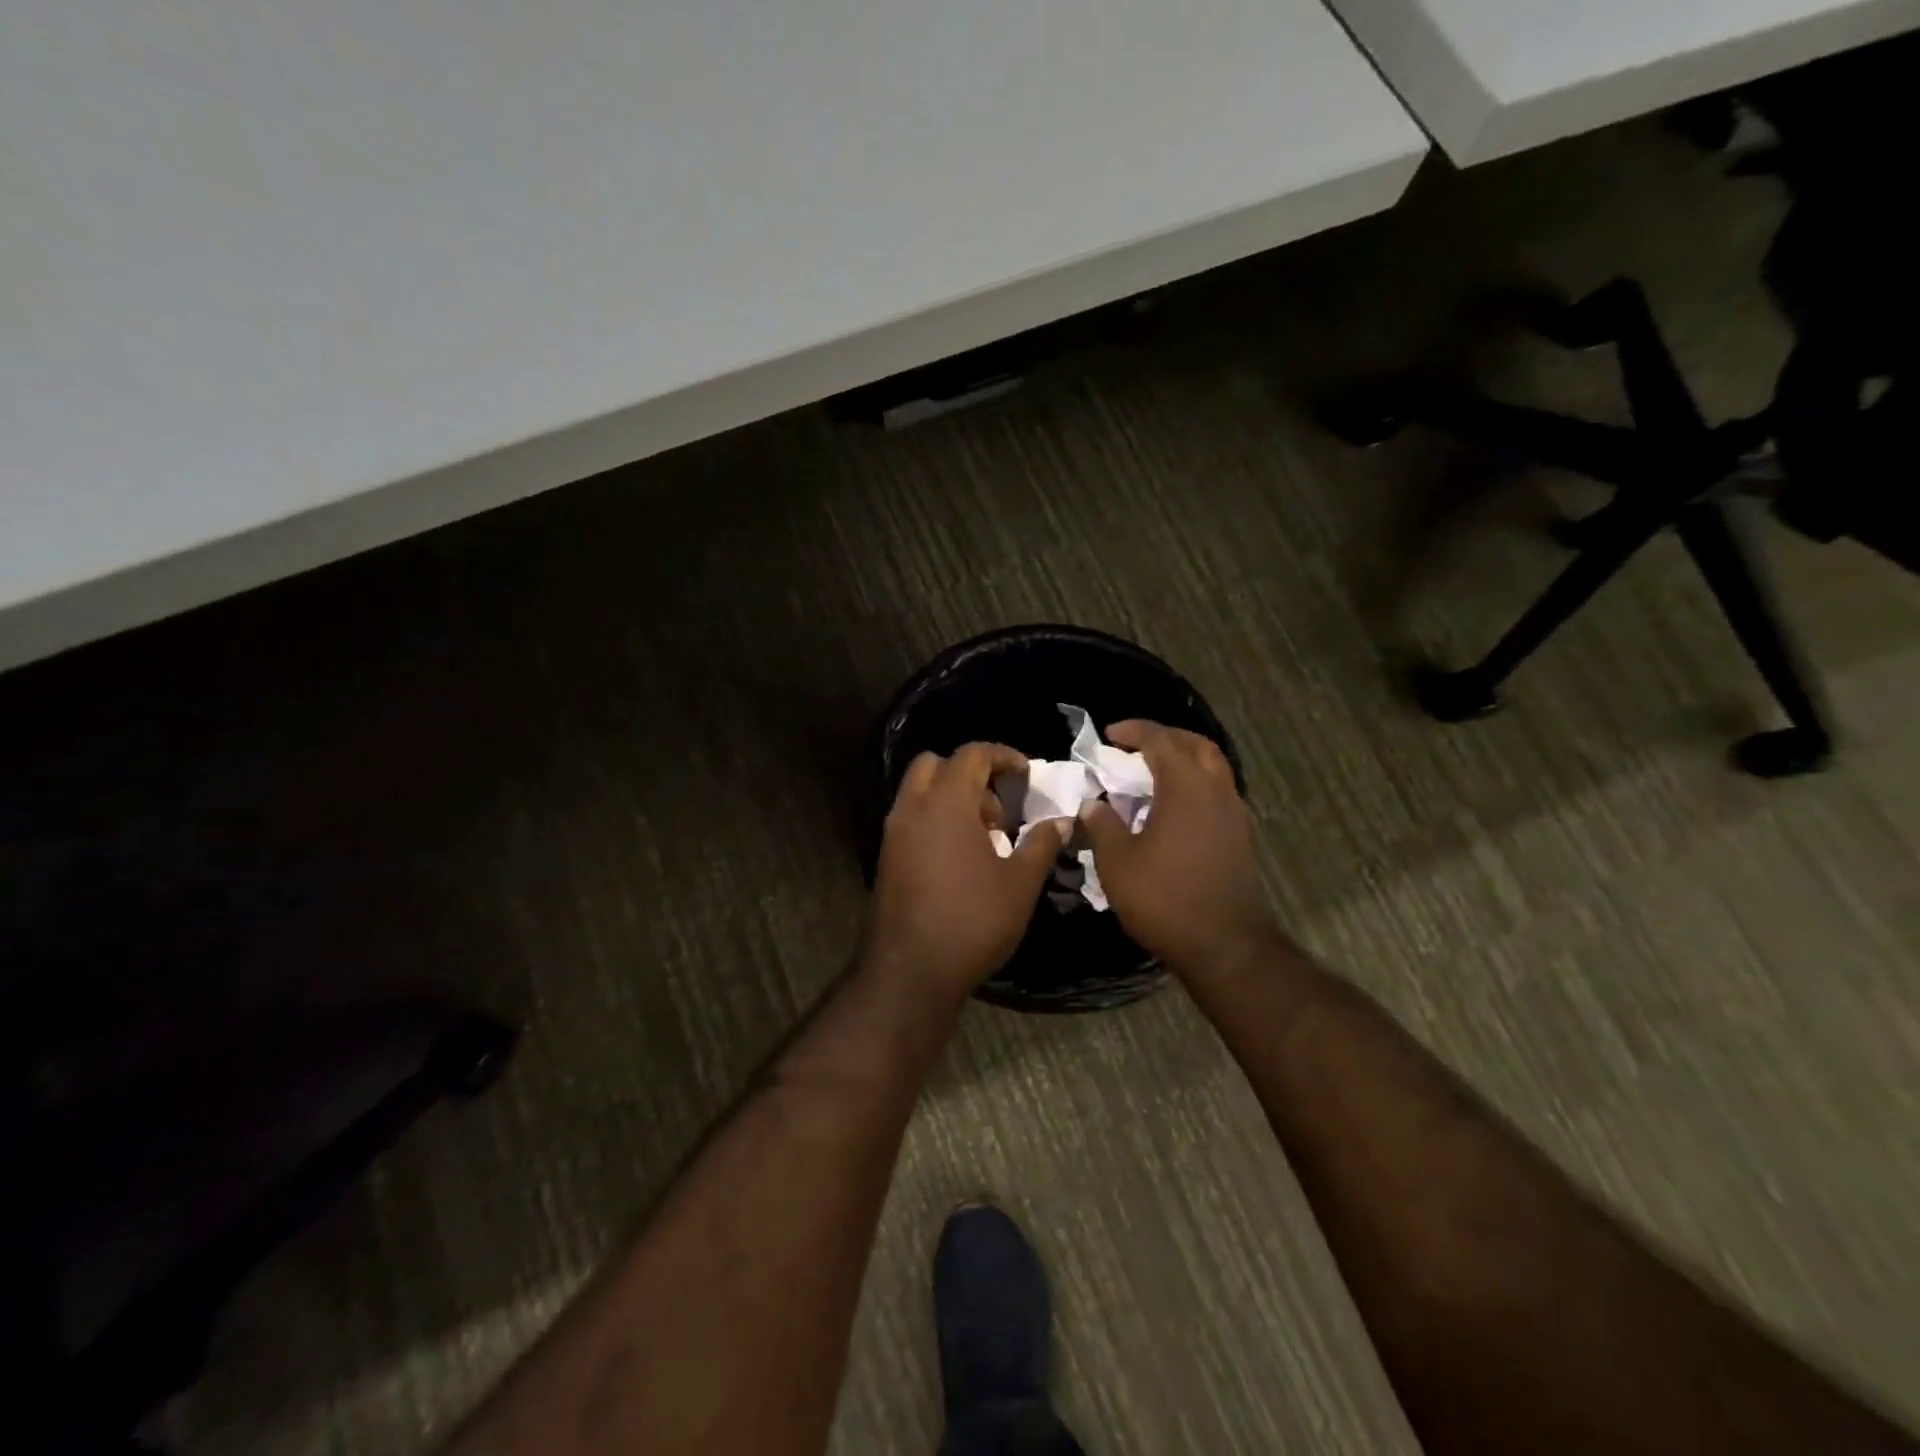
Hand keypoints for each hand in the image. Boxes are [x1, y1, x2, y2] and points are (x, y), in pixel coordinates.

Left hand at [863, 743, 1066, 1001]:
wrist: (911, 971)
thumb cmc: (972, 920)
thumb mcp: (1020, 883)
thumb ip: (1041, 844)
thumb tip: (1059, 822)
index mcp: (946, 802)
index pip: (971, 754)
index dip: (1002, 755)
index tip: (1025, 773)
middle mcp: (912, 808)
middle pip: (935, 764)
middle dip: (969, 773)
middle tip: (997, 808)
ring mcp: (893, 833)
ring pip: (918, 792)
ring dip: (950, 798)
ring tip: (983, 838)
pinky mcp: (885, 858)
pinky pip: (910, 819)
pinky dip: (934, 820)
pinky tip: (959, 859)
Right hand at [1078, 721, 1277, 976]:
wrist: (1224, 945)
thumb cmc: (1164, 899)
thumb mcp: (1118, 862)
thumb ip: (1103, 826)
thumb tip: (1093, 805)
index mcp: (1186, 787)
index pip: (1160, 740)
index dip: (1133, 731)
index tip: (1109, 735)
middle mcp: (1216, 790)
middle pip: (1195, 745)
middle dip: (1165, 738)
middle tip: (1134, 747)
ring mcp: (1234, 814)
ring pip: (1212, 767)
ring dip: (1183, 760)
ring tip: (1150, 774)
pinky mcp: (1239, 836)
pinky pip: (1216, 792)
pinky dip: (1193, 785)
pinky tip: (1170, 807)